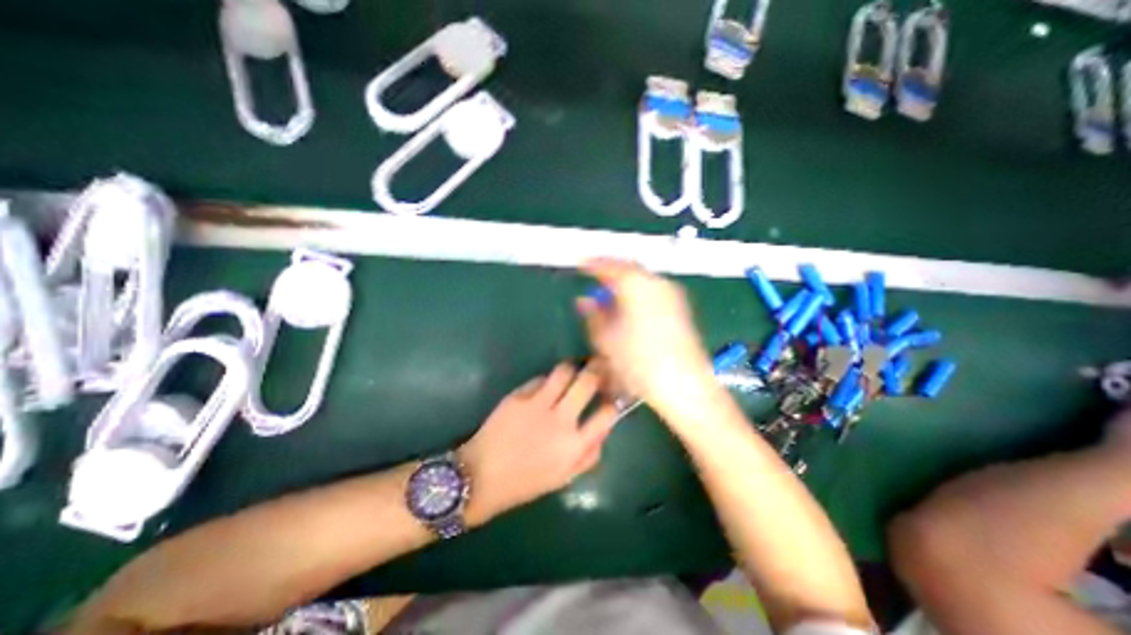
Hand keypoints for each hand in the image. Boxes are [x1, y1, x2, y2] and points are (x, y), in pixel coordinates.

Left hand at [459, 362, 616, 525]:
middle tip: (599, 365)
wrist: (481, 476)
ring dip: (573, 367)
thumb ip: (589, 455)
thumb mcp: (564, 478)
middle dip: (598, 369)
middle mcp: (561, 419)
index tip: (612, 394)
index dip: (613, 399)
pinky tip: (546, 385)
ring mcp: (538, 404)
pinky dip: (547, 379)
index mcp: (575, 445)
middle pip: (588, 381)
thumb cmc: (524, 483)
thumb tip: (604, 430)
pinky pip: (540, 378)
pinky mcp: (519, 395)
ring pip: (564, 371)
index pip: (607, 413)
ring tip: (574, 369)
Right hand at [578, 258, 708, 412]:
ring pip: (642, 279)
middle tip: (594, 274)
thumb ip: (593, 314)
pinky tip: (630, 305)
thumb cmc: (638, 361)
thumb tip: (584, 301)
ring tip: (609, 291)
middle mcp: (656, 282)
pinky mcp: (680, 308)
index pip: (610, 266)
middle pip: (629, 268)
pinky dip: (638, 292)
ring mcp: (672, 294)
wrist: (684, 385)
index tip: (580, 265)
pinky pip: (653, 290)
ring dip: (625, 281)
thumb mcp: (606, 338)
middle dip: (611, 270)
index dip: (592, 264)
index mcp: (635, 284)